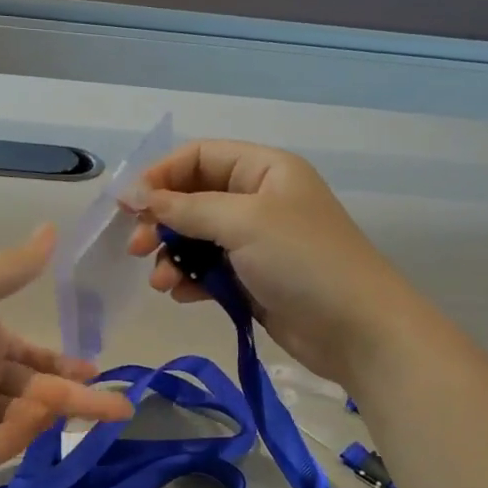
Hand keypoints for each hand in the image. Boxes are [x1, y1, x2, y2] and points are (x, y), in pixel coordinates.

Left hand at [0, 225, 133, 474]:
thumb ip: (17, 266)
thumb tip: (52, 228)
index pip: (33, 360)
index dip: (64, 366)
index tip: (94, 372)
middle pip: (35, 394)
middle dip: (78, 400)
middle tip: (119, 408)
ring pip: (19, 422)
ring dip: (47, 413)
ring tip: (70, 404)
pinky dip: (16, 436)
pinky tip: (33, 418)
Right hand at [123, 141, 418, 385]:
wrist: (357, 330)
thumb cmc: (303, 261)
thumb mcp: (243, 223)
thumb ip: (187, 207)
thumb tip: (137, 195)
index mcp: (263, 170)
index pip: (199, 157)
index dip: (161, 176)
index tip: (129, 205)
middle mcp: (258, 200)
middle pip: (193, 198)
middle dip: (162, 221)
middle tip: (137, 248)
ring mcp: (256, 242)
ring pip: (197, 238)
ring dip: (173, 257)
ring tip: (162, 282)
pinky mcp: (253, 279)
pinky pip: (210, 270)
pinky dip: (191, 279)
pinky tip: (182, 295)